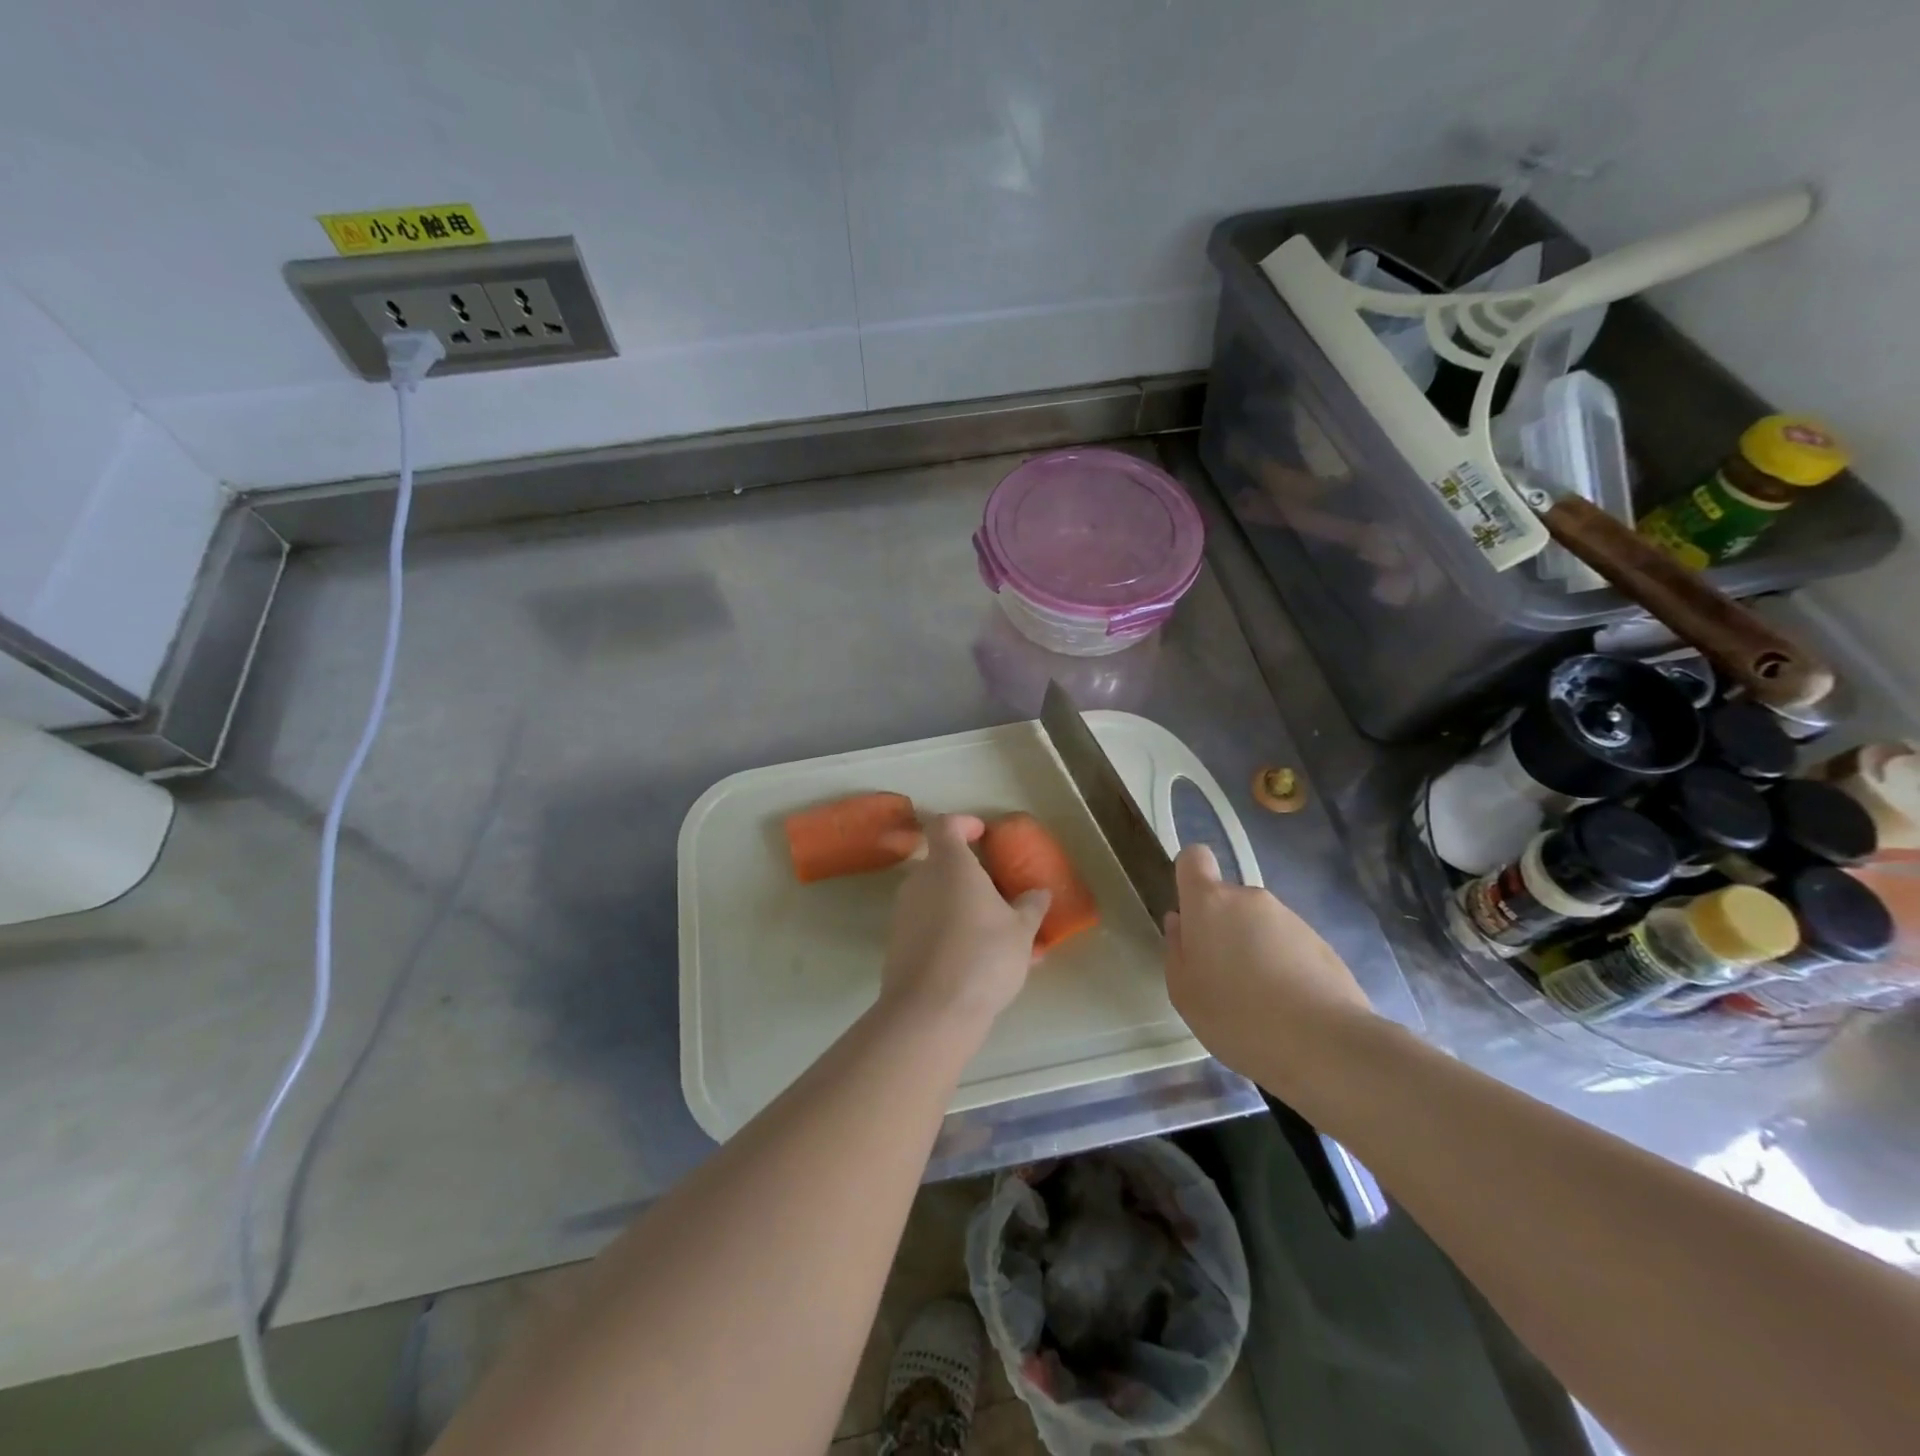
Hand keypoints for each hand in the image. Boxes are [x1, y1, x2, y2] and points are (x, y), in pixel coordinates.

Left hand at [878, 814, 1049, 1032]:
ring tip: (1000, 939)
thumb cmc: (982, 955)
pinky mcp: (898, 945)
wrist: (930, 1012)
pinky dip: (951, 935)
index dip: (963, 824)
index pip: (945, 825)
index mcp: (949, 865)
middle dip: (971, 877)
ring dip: (964, 910)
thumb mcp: (1020, 931)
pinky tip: (980, 965)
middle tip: (1001, 896)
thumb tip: (1038, 893)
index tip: (983, 835)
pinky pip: (929, 928)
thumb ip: (1030, 907)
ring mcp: (904, 914)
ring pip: (937, 900)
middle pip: (941, 865)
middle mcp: (920, 881)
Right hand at [1163, 844, 1371, 1077]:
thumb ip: (1177, 949)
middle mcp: (1251, 898)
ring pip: (1259, 924)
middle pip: (1227, 900)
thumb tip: (1181, 921)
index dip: (1189, 877)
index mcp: (1210, 902)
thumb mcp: (1184, 992)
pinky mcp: (1322, 944)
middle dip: (1222, 929)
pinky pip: (1288, 946)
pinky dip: (1283, 967)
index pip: (1194, 858)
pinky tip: (1287, 1008)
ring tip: (1258, 1001)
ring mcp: (1291, 918)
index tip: (1189, 914)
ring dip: (1254, 949)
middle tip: (1221, 977)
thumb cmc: (1236, 1016)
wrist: (1324, 1045)